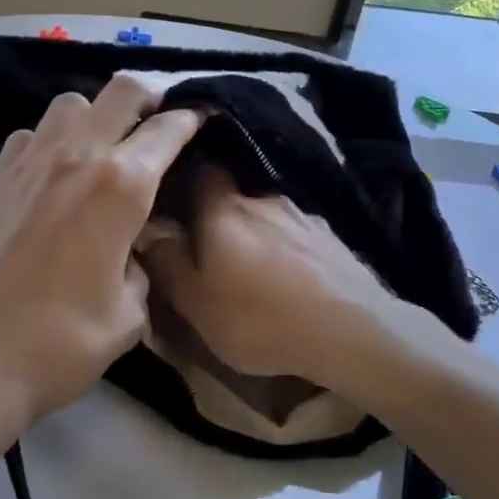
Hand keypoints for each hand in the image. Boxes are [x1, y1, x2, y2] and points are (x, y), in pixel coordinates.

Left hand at [0, 73, 202, 436]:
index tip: (203, 117)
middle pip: (121, 90)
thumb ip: (139, 268)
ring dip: (97, 114)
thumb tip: (130, 251)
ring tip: (105, 145)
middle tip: (160, 118)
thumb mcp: (128, 314)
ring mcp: (29, 162)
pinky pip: (31, 135)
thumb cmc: (61, 343)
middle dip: (150, 95)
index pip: (167, 129)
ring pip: (71, 103)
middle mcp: (77, 156)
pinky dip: (51, 140)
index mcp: (121, 186)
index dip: (192, 118)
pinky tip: (54, 173)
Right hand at [139, 167, 406, 388]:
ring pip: (266, 212)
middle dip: (218, 211)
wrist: (351, 330)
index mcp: (224, 209)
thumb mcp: (198, 304)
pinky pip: (296, 231)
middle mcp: (263, 198)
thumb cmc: (261, 318)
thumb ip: (168, 264)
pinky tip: (289, 272)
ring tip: (251, 262)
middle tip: (209, 240)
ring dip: (256, 230)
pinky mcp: (331, 236)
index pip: (201, 168)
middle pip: (233, 192)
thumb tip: (147, 229)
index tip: (173, 192)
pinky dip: (286, 245)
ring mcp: (302, 214)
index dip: (186, 175)